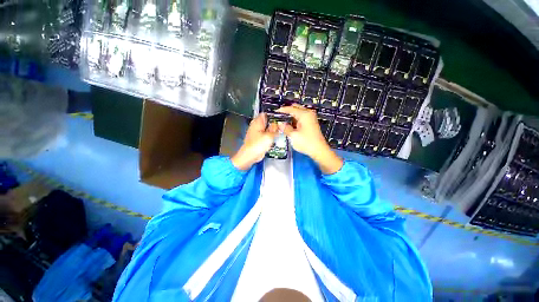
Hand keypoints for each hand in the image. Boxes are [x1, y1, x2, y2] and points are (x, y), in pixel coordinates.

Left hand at [231, 113, 277, 170]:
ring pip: (267, 128)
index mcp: (257, 122)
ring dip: (274, 129)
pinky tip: (277, 136)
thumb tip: (279, 124)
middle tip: (284, 124)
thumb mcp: (269, 136)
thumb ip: (275, 129)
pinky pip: (266, 134)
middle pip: (267, 121)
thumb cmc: (257, 145)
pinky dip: (271, 134)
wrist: (250, 156)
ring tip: (282, 129)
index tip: (282, 116)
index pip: (266, 113)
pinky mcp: (259, 138)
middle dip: (275, 122)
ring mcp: (257, 132)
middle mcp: (257, 125)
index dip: (274, 114)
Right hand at [277, 104, 342, 173]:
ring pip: (298, 113)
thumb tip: (280, 123)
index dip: (282, 110)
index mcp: (304, 114)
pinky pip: (300, 118)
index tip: (275, 112)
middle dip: (287, 112)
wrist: (319, 150)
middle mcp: (308, 114)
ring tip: (282, 122)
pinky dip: (294, 120)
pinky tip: (289, 125)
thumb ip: (285, 128)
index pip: (291, 108)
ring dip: (290, 117)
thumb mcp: (293, 136)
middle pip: (295, 108)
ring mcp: (310, 118)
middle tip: (278, 117)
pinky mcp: (310, 123)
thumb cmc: (307, 143)